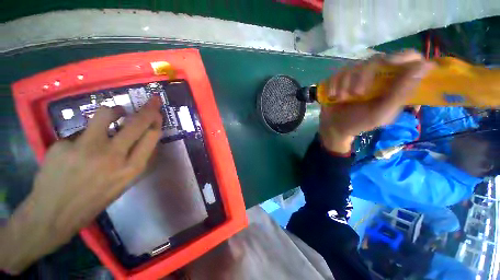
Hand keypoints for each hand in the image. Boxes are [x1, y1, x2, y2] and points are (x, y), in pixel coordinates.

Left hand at [0, 97, 162, 273]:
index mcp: (130, 168)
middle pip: (136, 123)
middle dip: (148, 108)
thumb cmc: (92, 201)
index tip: (157, 113)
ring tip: (114, 114)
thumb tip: (141, 139)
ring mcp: (86, 148)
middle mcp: (113, 156)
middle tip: (153, 100)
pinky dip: (83, 137)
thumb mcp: (123, 184)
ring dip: (114, 111)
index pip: (151, 136)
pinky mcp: (63, 144)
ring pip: (105, 114)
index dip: (156, 121)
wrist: (52, 216)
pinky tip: (75, 151)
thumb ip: (134, 160)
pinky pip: (80, 132)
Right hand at [319, 50, 434, 152]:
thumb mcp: (382, 113)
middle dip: (363, 77)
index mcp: (393, 83)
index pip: (407, 59)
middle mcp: (377, 75)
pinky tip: (333, 96)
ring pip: (354, 67)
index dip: (402, 57)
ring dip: (346, 84)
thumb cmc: (359, 122)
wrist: (334, 127)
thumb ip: (401, 93)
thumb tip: (426, 66)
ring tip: (342, 98)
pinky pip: (338, 73)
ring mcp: (356, 76)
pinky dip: (334, 84)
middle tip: (356, 94)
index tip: (390, 63)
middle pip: (376, 60)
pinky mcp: (340, 79)